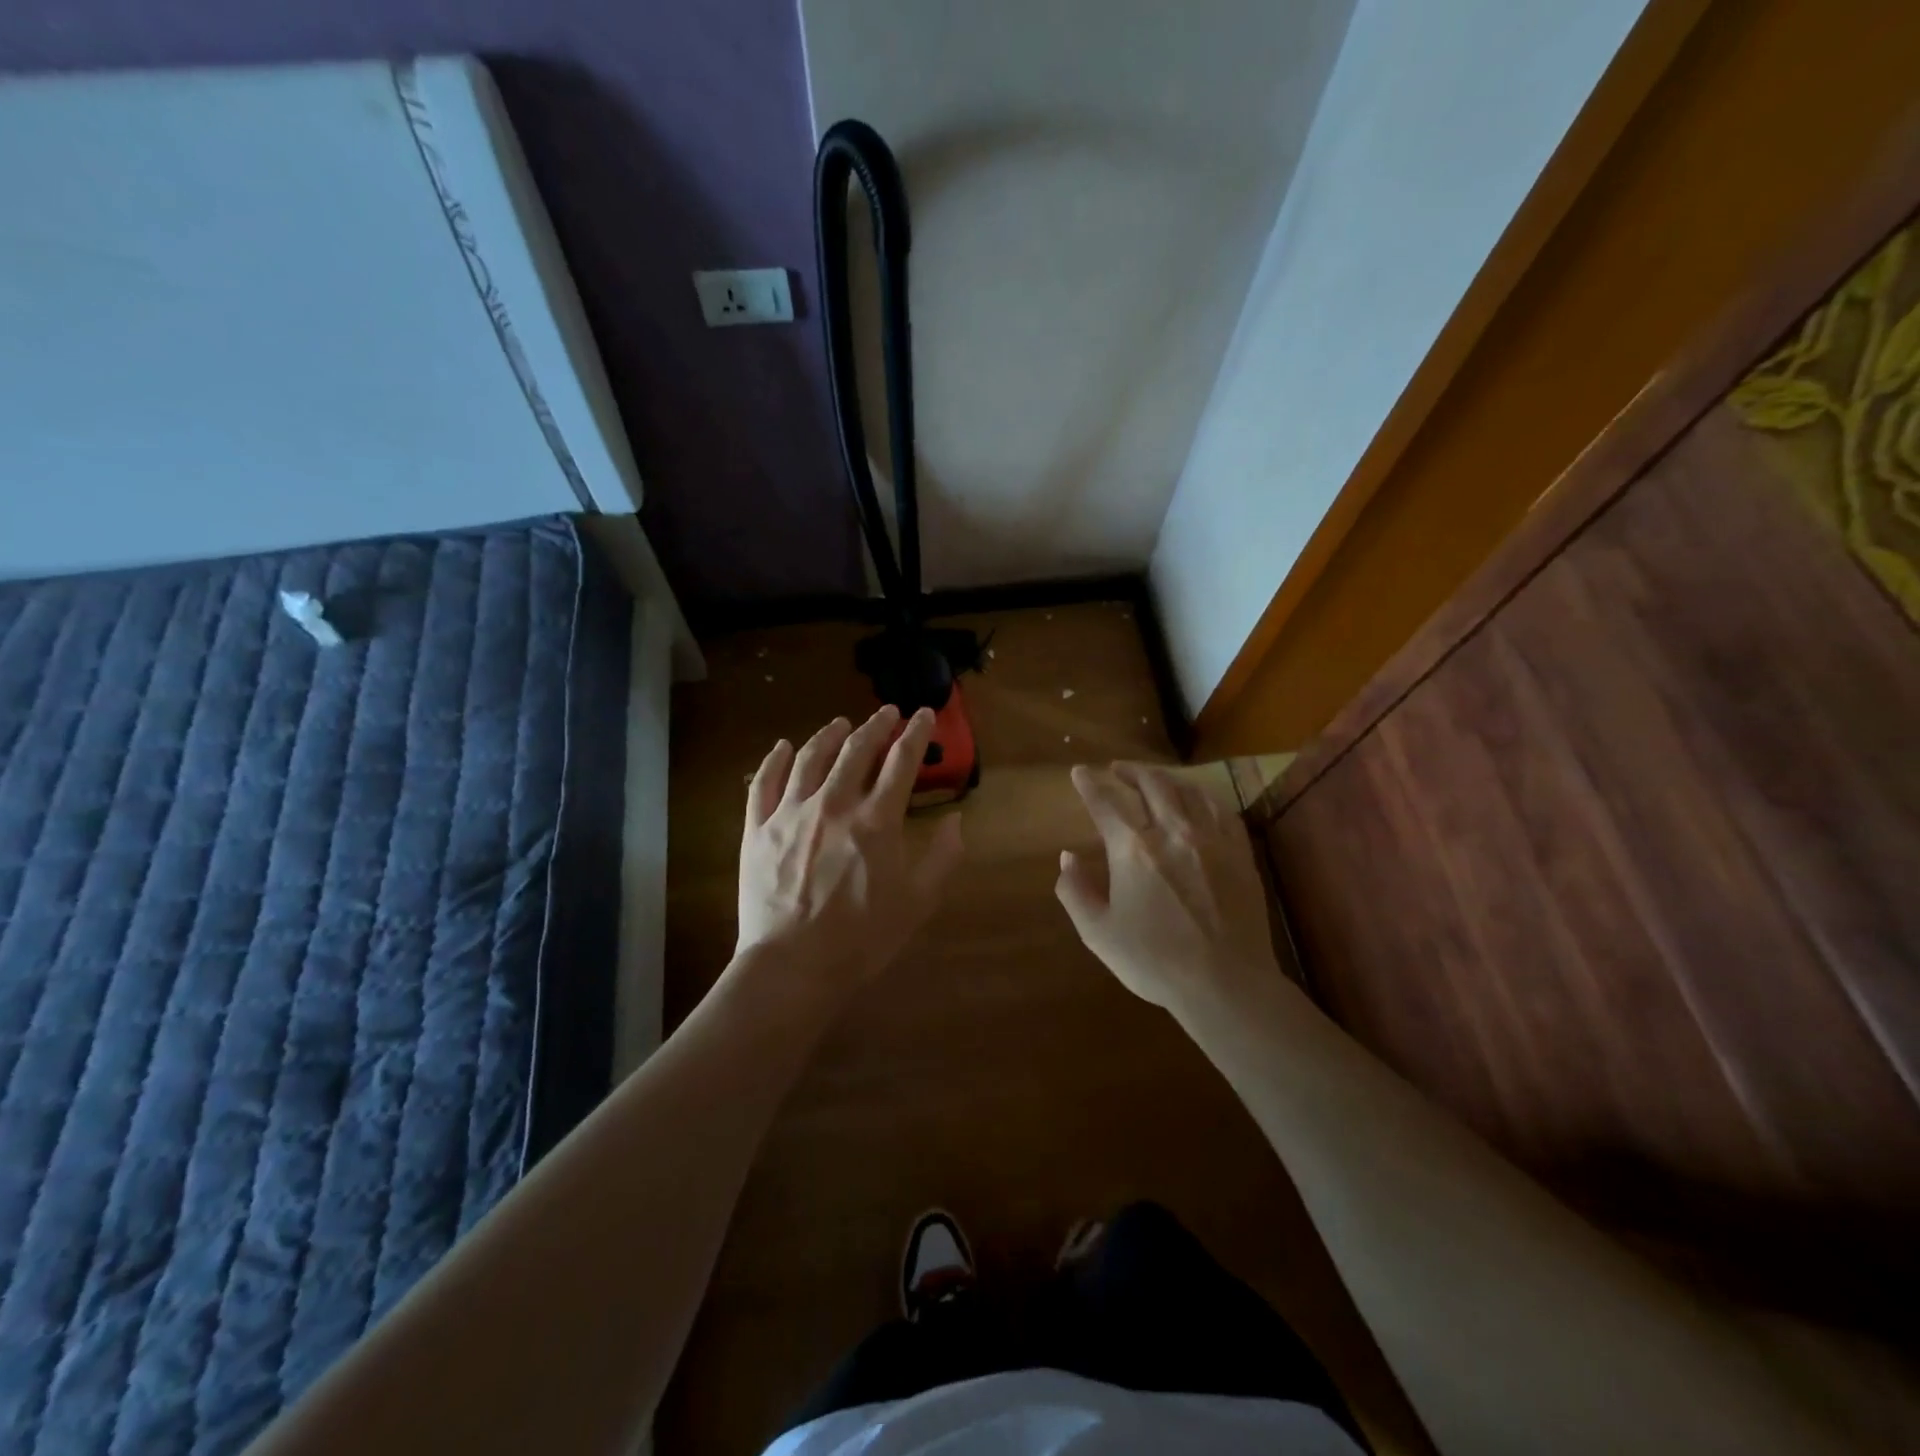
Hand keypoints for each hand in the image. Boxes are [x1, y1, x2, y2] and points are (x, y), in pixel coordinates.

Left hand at [735, 706, 963, 995]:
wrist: (793, 966)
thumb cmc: (862, 939)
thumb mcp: (918, 902)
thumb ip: (942, 856)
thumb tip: (955, 819)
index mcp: (876, 820)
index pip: (901, 762)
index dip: (915, 734)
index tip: (923, 715)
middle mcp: (834, 804)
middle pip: (856, 750)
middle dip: (875, 726)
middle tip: (887, 714)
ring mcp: (790, 813)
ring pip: (810, 758)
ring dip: (828, 735)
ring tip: (840, 724)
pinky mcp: (758, 829)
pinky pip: (763, 783)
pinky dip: (773, 760)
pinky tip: (782, 747)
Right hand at [1056, 762, 1283, 1016]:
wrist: (1225, 984)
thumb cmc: (1154, 961)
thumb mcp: (1098, 933)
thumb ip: (1075, 890)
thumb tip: (1067, 857)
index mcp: (1133, 849)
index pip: (1105, 802)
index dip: (1089, 784)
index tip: (1079, 772)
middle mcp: (1172, 832)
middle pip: (1151, 784)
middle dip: (1129, 771)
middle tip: (1116, 769)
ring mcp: (1211, 840)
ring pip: (1188, 790)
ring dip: (1165, 778)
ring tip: (1154, 778)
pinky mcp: (1239, 854)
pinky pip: (1221, 811)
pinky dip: (1203, 797)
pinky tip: (1198, 800)